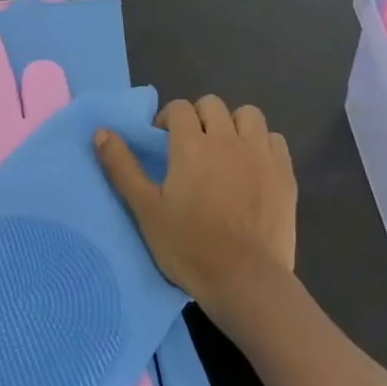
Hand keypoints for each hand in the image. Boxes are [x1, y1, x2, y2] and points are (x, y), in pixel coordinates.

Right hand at [95, 95, 296, 307]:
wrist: (245, 280)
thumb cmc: (188, 246)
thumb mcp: (145, 209)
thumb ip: (122, 167)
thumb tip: (101, 131)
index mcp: (191, 145)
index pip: (180, 108)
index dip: (168, 119)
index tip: (163, 142)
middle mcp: (228, 139)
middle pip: (213, 105)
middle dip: (198, 117)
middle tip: (191, 146)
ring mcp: (261, 155)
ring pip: (249, 115)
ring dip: (233, 124)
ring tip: (225, 150)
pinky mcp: (285, 174)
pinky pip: (274, 140)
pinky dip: (262, 144)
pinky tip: (253, 166)